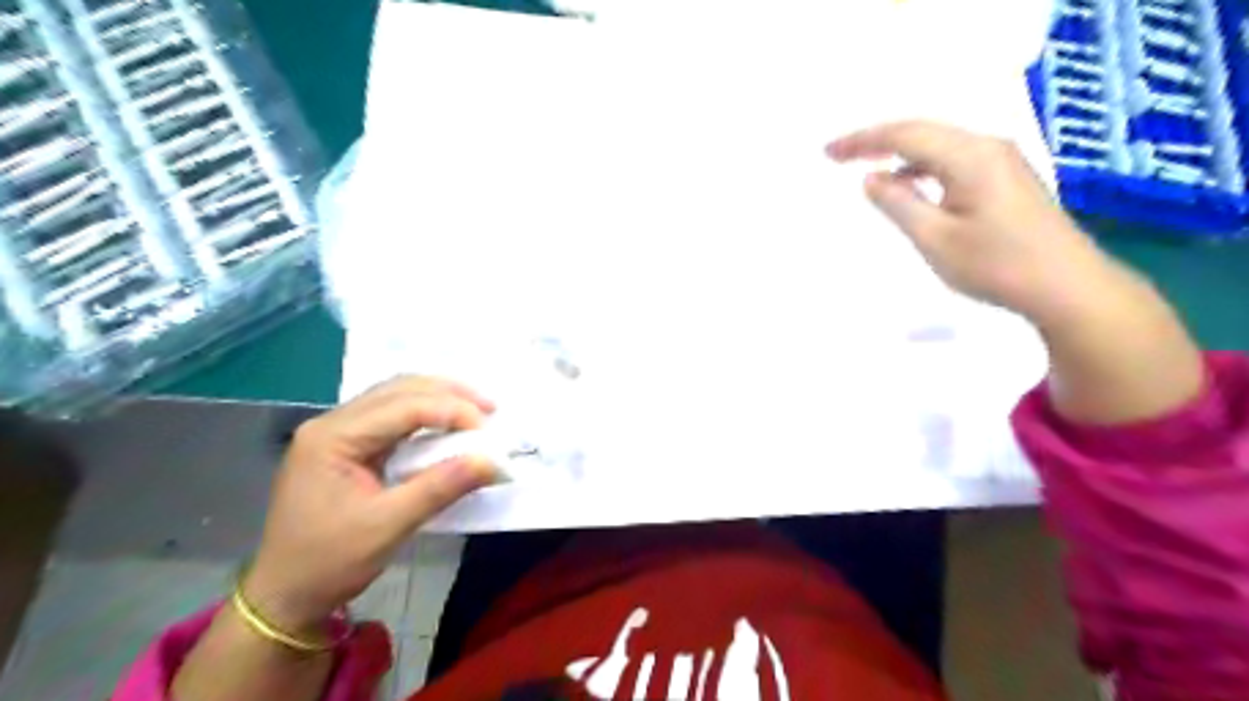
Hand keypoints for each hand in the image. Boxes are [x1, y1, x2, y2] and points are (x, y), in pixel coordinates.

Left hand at [244, 378, 497, 635]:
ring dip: (438, 398)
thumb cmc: (329, 561)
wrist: (284, 596)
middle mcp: (332, 423)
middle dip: (448, 393)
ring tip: (476, 410)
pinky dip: (425, 414)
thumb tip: (493, 460)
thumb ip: (441, 487)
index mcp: (332, 437)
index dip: (450, 411)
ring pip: (396, 396)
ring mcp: (337, 432)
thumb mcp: (389, 526)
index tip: (487, 430)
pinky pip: (392, 415)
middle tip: (490, 408)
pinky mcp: (347, 446)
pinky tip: (447, 423)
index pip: (403, 406)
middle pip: (398, 389)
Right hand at [826, 121, 1112, 324]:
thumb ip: (899, 203)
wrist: (1068, 287)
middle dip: (878, 141)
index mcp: (970, 156)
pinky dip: (923, 167)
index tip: (828, 153)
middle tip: (839, 155)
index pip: (905, 135)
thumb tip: (872, 178)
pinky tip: (910, 184)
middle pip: (924, 132)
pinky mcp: (1007, 179)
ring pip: (939, 145)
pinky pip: (954, 160)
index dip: (862, 141)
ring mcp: (1002, 161)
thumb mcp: (935, 238)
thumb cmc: (996, 264)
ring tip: (866, 165)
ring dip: (900, 153)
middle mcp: (988, 147)